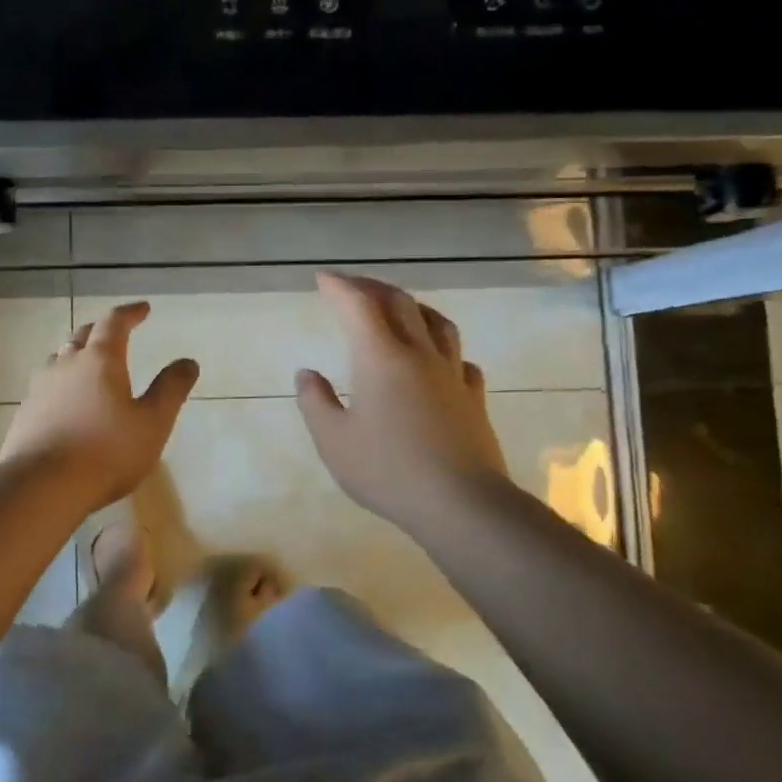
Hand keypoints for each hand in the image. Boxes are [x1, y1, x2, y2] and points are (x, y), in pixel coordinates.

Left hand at [0, 302, 199, 510]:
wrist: (41, 486)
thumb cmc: (106, 452)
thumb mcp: (152, 423)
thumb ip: (171, 390)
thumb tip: (188, 362)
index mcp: (99, 360)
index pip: (114, 322)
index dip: (130, 313)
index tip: (143, 309)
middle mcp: (65, 365)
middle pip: (82, 336)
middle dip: (101, 330)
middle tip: (115, 333)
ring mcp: (39, 388)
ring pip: (59, 359)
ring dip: (76, 355)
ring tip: (88, 365)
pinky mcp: (24, 413)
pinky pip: (46, 387)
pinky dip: (61, 385)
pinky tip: (66, 403)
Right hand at [295, 272, 508, 534]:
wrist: (461, 503)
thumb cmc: (387, 470)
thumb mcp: (333, 440)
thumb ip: (316, 402)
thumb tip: (307, 374)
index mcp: (380, 358)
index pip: (358, 306)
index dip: (339, 287)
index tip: (323, 278)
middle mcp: (418, 354)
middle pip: (400, 303)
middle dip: (372, 288)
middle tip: (352, 288)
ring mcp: (451, 374)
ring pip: (437, 323)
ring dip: (413, 308)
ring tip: (399, 310)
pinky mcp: (473, 398)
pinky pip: (459, 358)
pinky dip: (443, 347)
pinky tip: (439, 360)